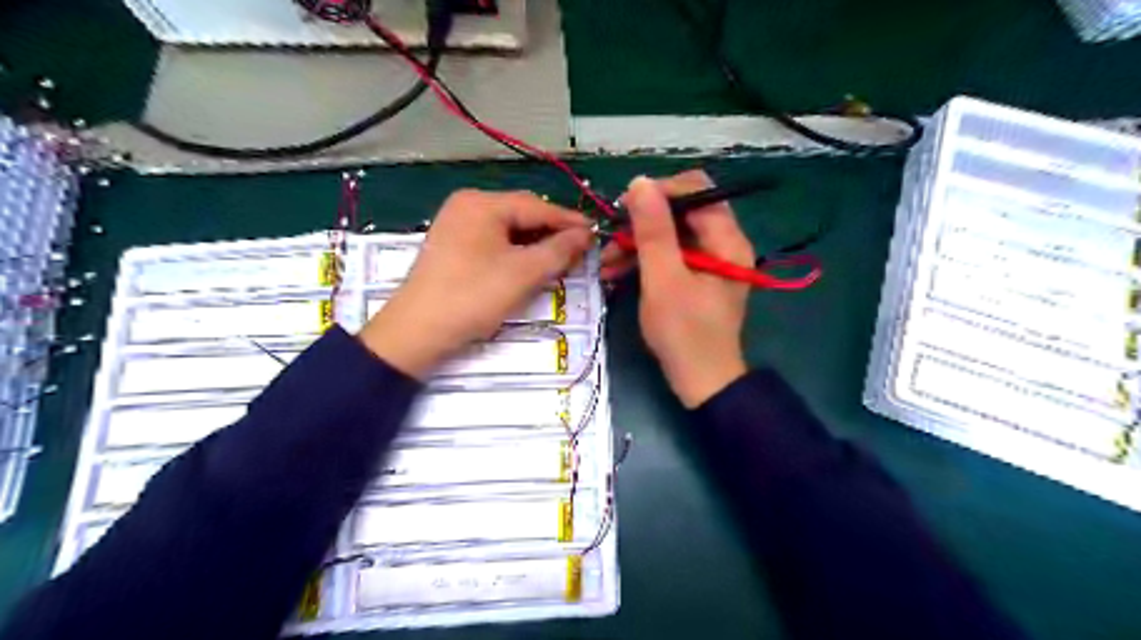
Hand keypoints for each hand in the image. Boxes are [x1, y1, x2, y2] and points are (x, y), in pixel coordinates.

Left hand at [358, 190, 593, 379]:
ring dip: (535, 244)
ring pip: (508, 230)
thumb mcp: (523, 273)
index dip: (569, 221)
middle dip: (552, 233)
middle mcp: (467, 205)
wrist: (417, 332)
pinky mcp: (452, 246)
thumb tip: (585, 234)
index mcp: (482, 203)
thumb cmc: (473, 296)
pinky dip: (515, 252)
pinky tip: (530, 266)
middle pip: (522, 215)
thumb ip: (559, 250)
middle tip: (580, 252)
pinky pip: (493, 242)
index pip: (537, 206)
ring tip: (559, 261)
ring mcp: (456, 225)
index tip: (596, 234)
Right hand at [602, 172, 754, 407]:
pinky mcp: (696, 278)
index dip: (660, 192)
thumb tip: (640, 182)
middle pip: (681, 211)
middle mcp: (722, 243)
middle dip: (643, 222)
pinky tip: (615, 272)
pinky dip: (644, 260)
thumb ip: (653, 231)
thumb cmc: (684, 332)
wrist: (700, 381)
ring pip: (671, 235)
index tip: (625, 207)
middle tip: (612, 236)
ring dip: (637, 243)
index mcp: (726, 239)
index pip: (696, 190)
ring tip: (606, 261)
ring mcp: (709, 261)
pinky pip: (669, 256)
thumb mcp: (663, 279)